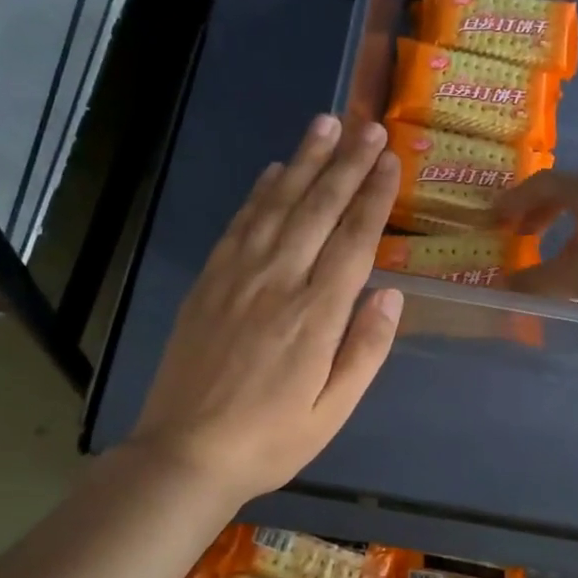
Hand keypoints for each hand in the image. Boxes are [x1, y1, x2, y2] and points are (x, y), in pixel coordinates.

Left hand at [129, 114, 402, 502]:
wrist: (186, 453)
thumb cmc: (269, 440)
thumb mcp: (332, 411)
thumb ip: (365, 351)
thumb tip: (391, 296)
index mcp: (316, 316)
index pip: (353, 240)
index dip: (374, 197)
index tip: (390, 160)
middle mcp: (278, 282)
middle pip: (318, 209)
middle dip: (346, 164)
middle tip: (367, 127)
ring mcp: (238, 277)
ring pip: (277, 205)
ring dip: (304, 162)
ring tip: (326, 124)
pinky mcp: (208, 282)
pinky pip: (239, 225)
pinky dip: (259, 193)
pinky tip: (274, 171)